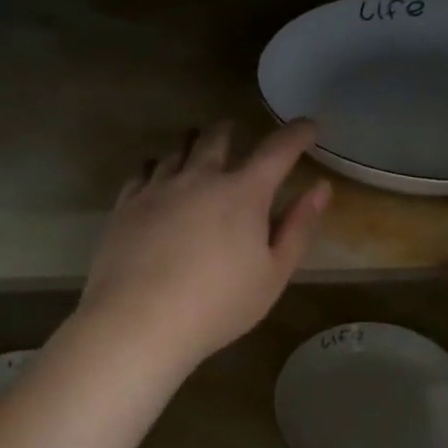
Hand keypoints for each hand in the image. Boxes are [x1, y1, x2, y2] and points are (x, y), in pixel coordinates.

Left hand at [77, 120, 331, 374]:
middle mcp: (200, 177)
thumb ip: (299, 228)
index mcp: (243, 193)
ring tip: (194, 146)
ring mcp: (158, 188)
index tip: (307, 126)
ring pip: (177, 150)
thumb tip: (321, 188)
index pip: (278, 149)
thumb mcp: (273, 274)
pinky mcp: (127, 204)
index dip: (297, 134)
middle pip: (216, 138)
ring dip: (191, 144)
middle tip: (235, 130)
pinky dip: (157, 166)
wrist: (138, 321)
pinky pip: (143, 171)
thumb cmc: (217, 305)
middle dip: (230, 130)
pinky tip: (155, 176)